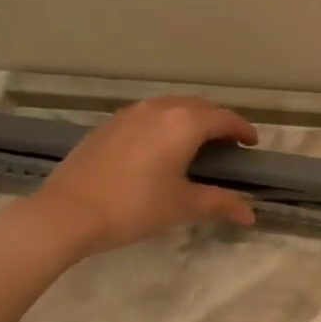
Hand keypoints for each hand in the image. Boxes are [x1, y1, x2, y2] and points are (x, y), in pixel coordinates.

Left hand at [15, 96, 258, 259]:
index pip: (223, 118)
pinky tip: (159, 146)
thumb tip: (251, 215)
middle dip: (218, 120)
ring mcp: (129, 114)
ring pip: (171, 106)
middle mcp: (159, 109)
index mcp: (183, 124)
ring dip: (190, 118)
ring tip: (196, 141)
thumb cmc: (134, 207)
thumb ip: (220, 204)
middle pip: (198, 106)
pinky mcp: (108, 125)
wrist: (68, 212)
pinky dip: (164, 123)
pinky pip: (148, 114)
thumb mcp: (182, 206)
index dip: (242, 129)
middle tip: (227, 142)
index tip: (252, 143)